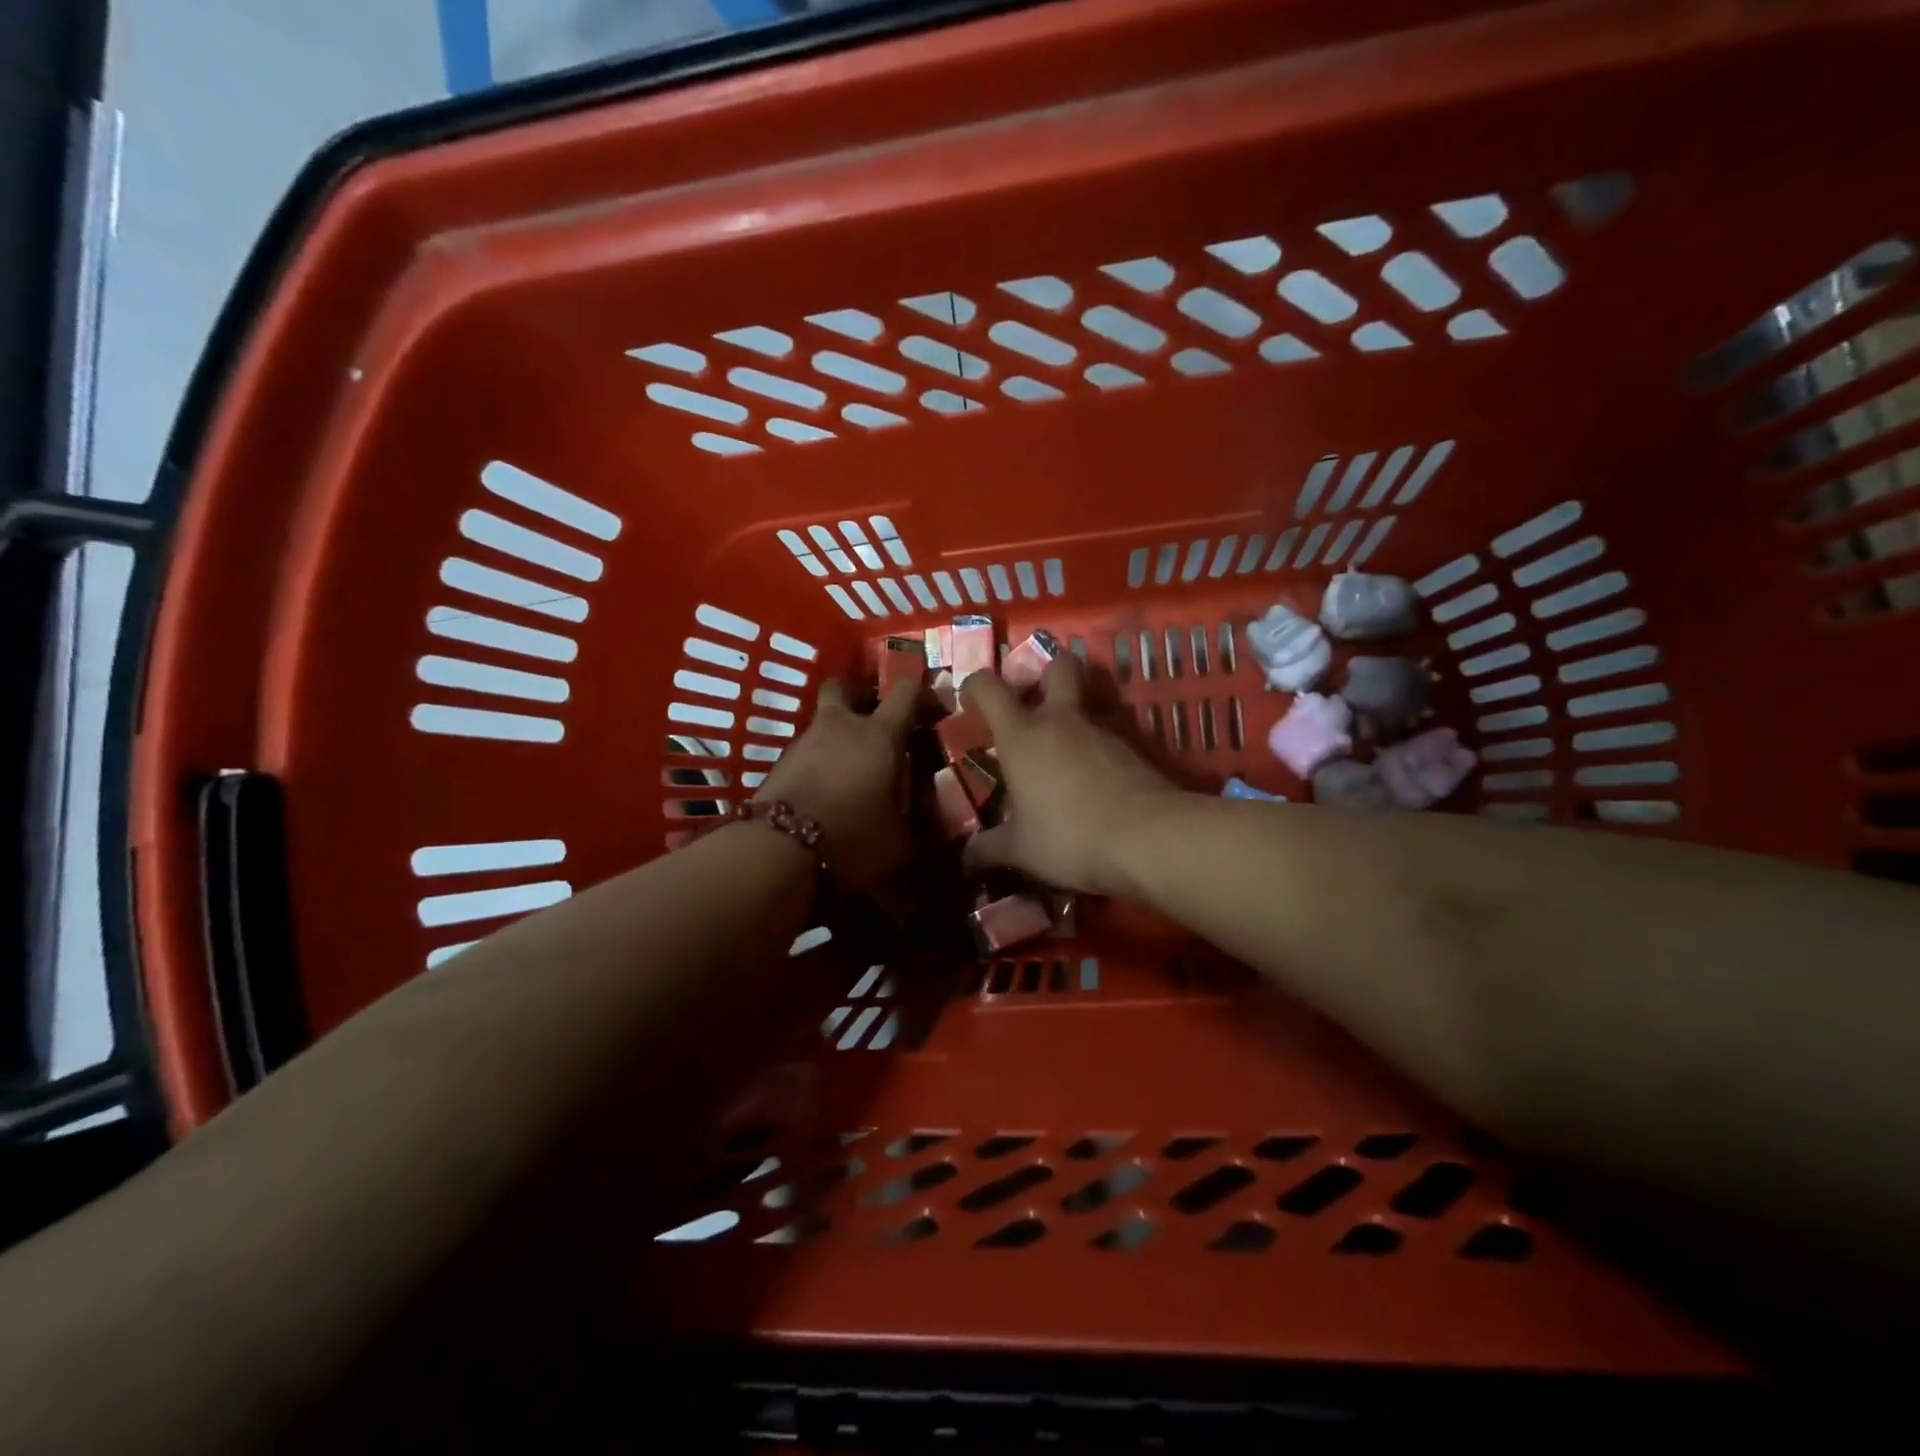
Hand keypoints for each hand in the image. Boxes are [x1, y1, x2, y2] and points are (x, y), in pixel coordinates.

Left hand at [755, 679, 917, 891]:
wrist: (777, 850)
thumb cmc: (851, 836)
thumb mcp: (898, 840)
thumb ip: (913, 824)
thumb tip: (922, 823)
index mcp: (879, 735)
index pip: (906, 692)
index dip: (924, 694)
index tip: (935, 711)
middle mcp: (840, 727)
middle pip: (845, 686)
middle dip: (861, 695)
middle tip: (876, 718)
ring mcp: (804, 742)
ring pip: (824, 722)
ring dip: (839, 736)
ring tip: (853, 768)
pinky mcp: (780, 764)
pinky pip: (807, 752)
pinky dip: (820, 762)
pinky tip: (827, 790)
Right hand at [961, 653, 1180, 894]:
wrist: (1148, 838)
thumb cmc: (1069, 835)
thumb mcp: (1021, 850)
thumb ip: (989, 849)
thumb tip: (966, 858)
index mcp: (1022, 735)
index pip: (990, 688)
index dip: (975, 686)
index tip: (970, 700)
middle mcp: (1062, 721)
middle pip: (1058, 666)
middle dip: (1045, 673)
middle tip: (1033, 700)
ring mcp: (1103, 732)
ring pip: (1086, 707)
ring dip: (1072, 722)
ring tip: (1060, 761)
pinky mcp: (1134, 750)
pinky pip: (1107, 740)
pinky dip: (1095, 753)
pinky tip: (1091, 785)